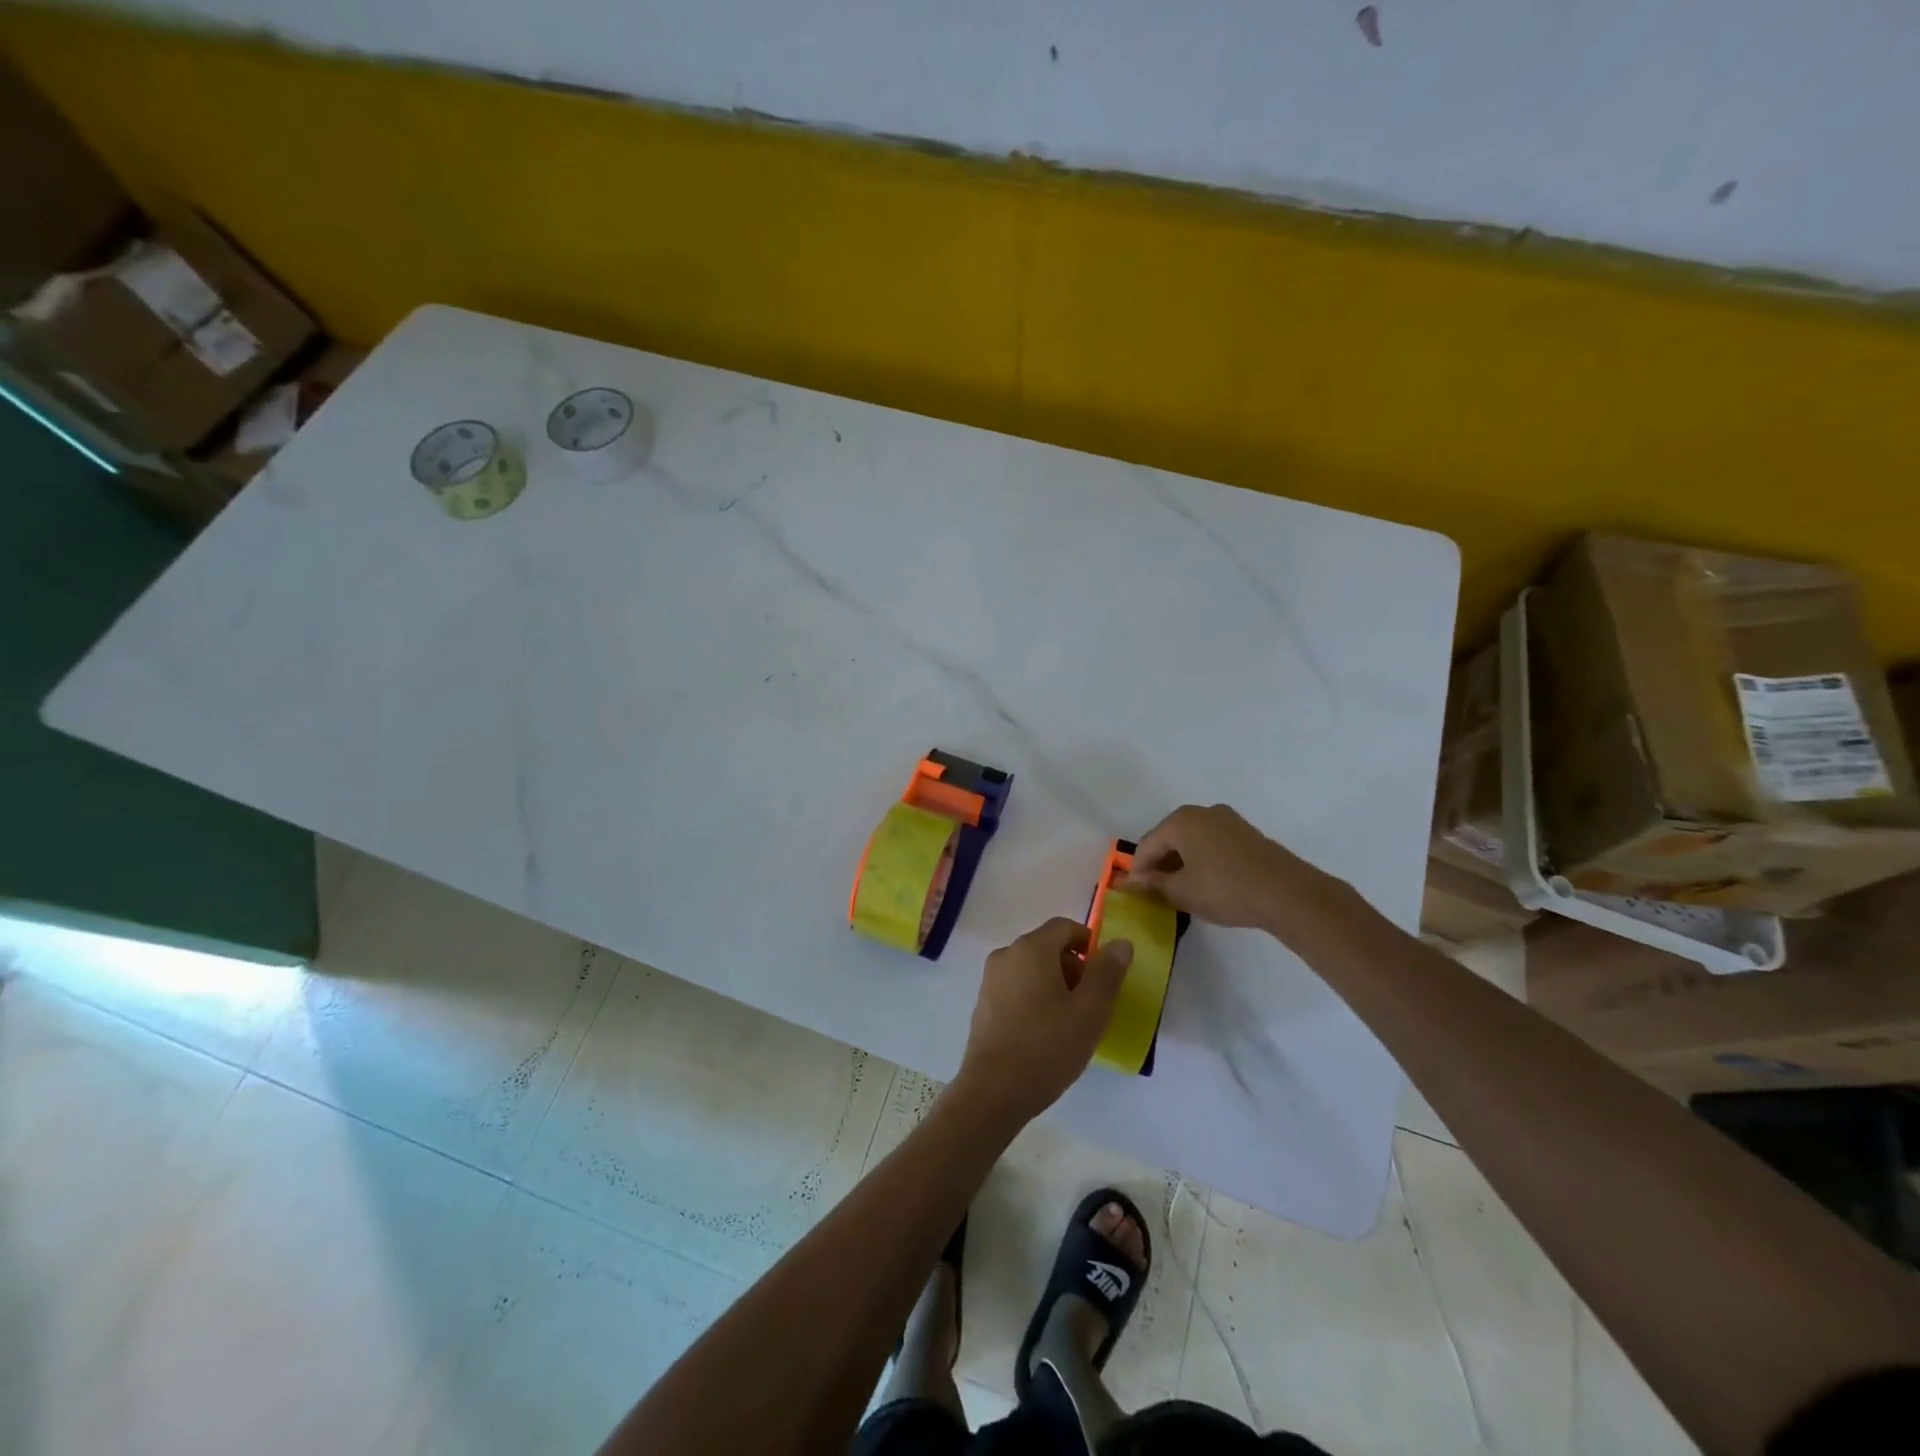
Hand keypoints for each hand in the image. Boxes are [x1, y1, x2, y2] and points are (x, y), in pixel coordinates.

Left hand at [956, 918, 1132, 1123]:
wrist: (993, 1091)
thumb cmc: (1048, 1047)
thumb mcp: (1091, 1011)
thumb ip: (1107, 973)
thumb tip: (1120, 943)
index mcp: (1031, 948)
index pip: (1064, 927)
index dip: (1089, 944)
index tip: (1104, 976)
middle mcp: (1006, 955)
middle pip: (1047, 946)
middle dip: (1074, 967)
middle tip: (1091, 1004)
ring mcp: (990, 980)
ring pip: (1031, 969)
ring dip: (1054, 985)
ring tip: (1070, 1023)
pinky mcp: (982, 1004)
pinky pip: (1016, 988)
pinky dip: (1034, 998)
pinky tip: (1044, 1034)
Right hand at [1120, 803, 1326, 930]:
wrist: (1287, 893)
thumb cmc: (1225, 888)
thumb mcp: (1182, 892)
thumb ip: (1153, 885)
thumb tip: (1130, 882)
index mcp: (1181, 820)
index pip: (1147, 845)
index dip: (1138, 871)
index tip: (1135, 894)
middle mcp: (1203, 813)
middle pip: (1169, 839)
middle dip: (1160, 865)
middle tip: (1157, 893)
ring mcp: (1228, 821)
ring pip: (1193, 842)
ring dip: (1182, 864)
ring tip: (1181, 892)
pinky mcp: (1248, 835)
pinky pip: (1213, 845)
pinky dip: (1203, 862)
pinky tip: (1207, 884)